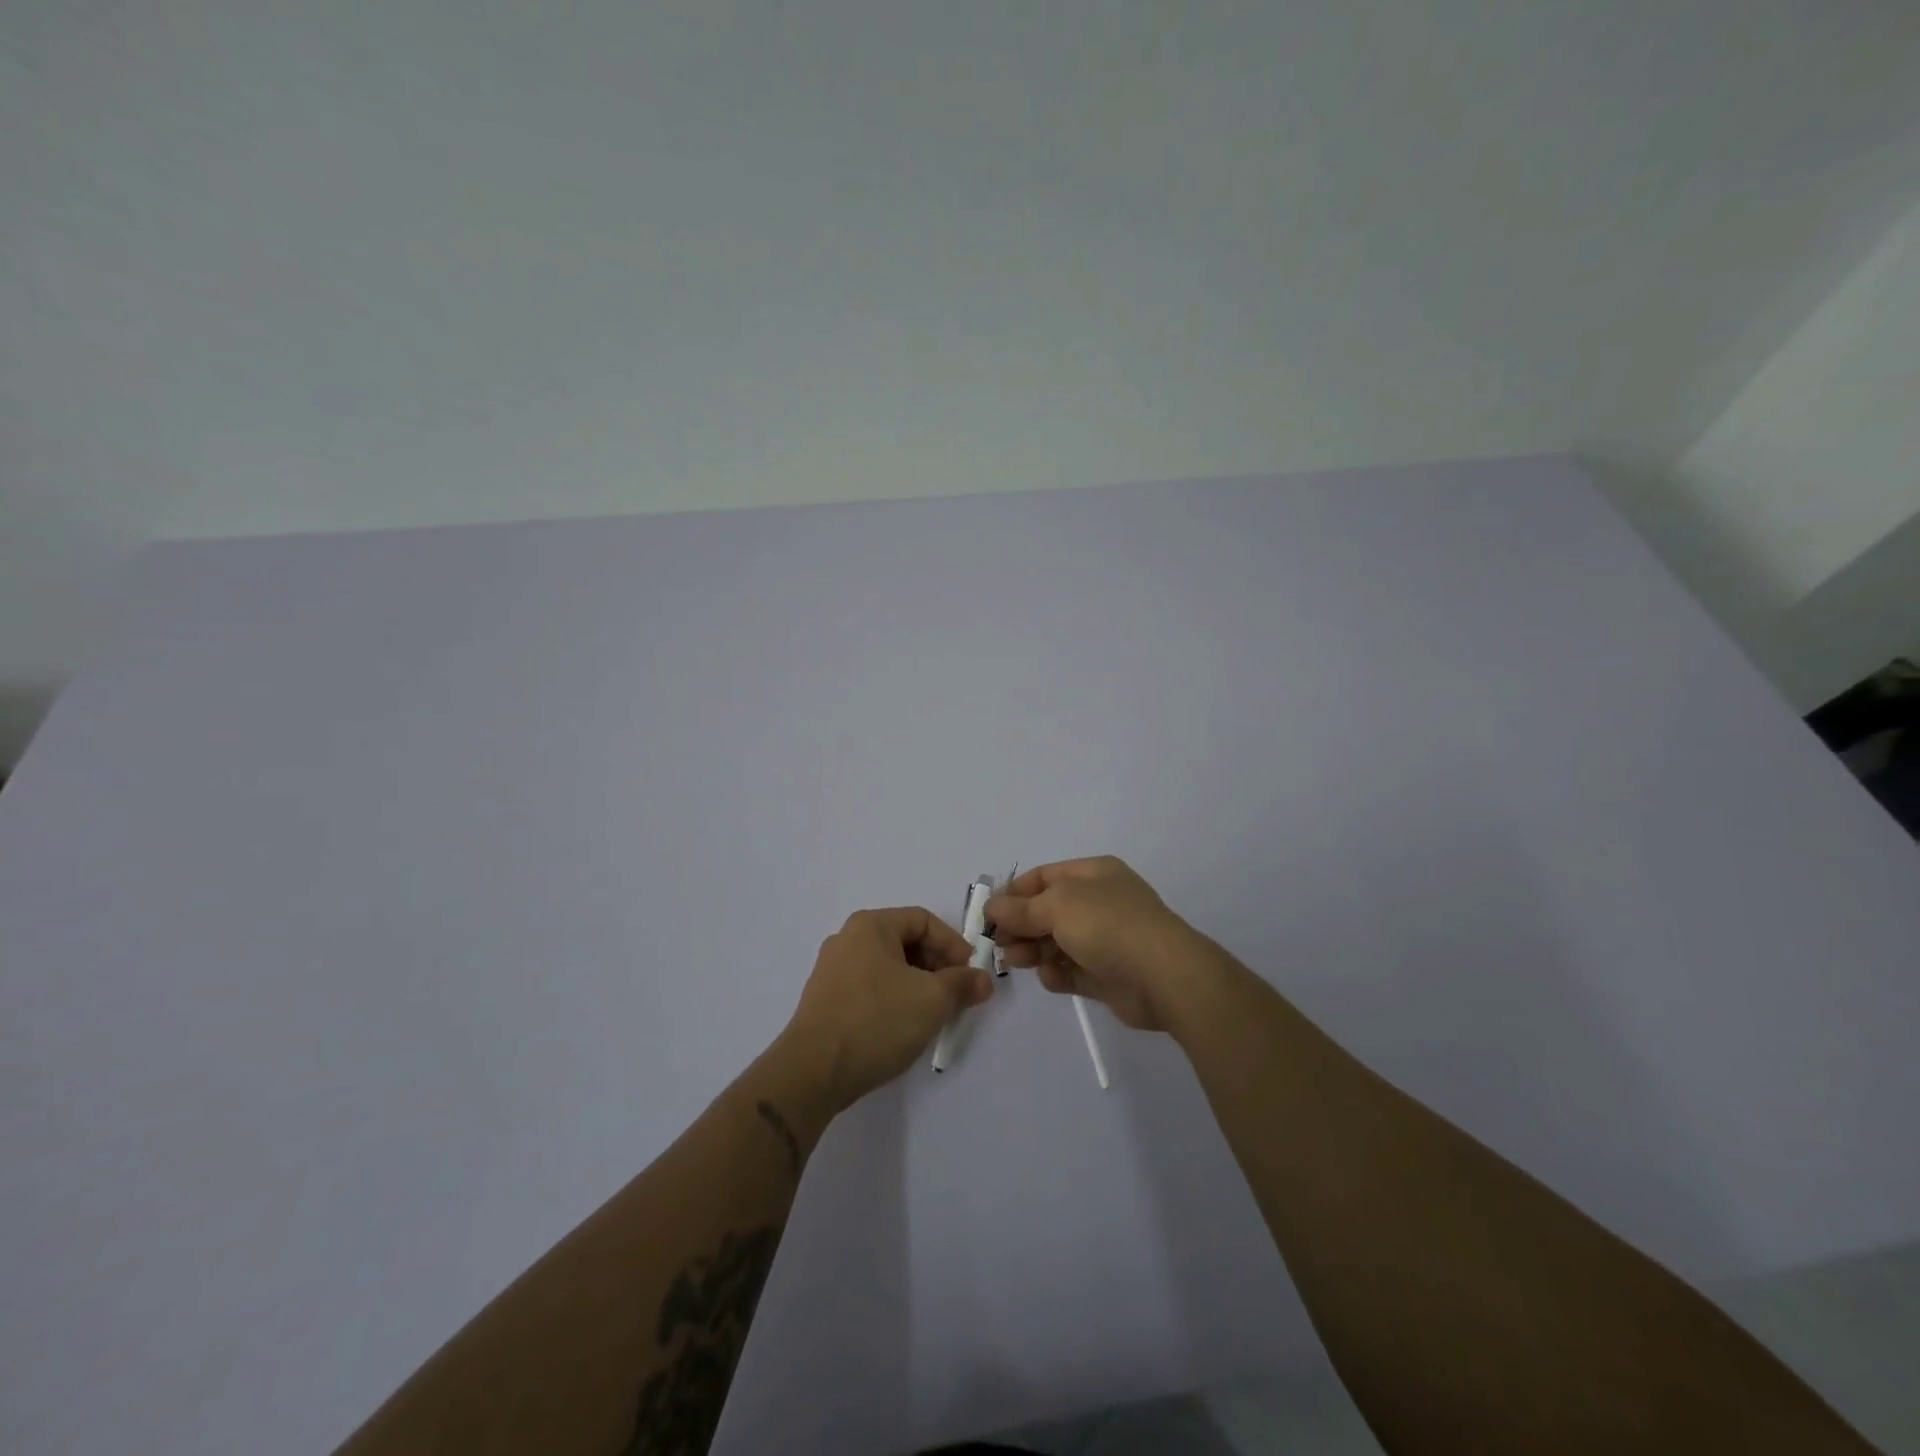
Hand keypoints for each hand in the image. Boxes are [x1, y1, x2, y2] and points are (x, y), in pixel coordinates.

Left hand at [781, 906, 993, 1110]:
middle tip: (958, 995)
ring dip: (918, 985)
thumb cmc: (877, 1020)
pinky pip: (871, 989)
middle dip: (937, 966)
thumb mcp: (932, 1000)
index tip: (970, 973)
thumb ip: (962, 984)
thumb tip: (982, 980)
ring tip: (936, 1014)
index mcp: (870, 926)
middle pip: (904, 942)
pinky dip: (895, 1000)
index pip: (923, 920)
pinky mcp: (826, 1002)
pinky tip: (905, 1027)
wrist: (813, 1072)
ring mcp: (832, 972)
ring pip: (888, 968)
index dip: (953, 943)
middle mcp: (847, 940)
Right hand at [986, 857, 1219, 1032]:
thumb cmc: (1107, 925)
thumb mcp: (1057, 906)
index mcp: (1093, 874)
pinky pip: (1072, 971)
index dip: (1015, 892)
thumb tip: (992, 906)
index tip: (989, 913)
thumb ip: (1021, 908)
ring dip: (1033, 951)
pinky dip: (1057, 974)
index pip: (1044, 877)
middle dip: (1021, 926)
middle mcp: (1099, 902)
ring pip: (1056, 943)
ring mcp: (1105, 939)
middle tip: (1000, 943)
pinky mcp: (1107, 975)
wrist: (1163, 975)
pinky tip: (1051, 978)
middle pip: (1047, 911)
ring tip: (1018, 962)